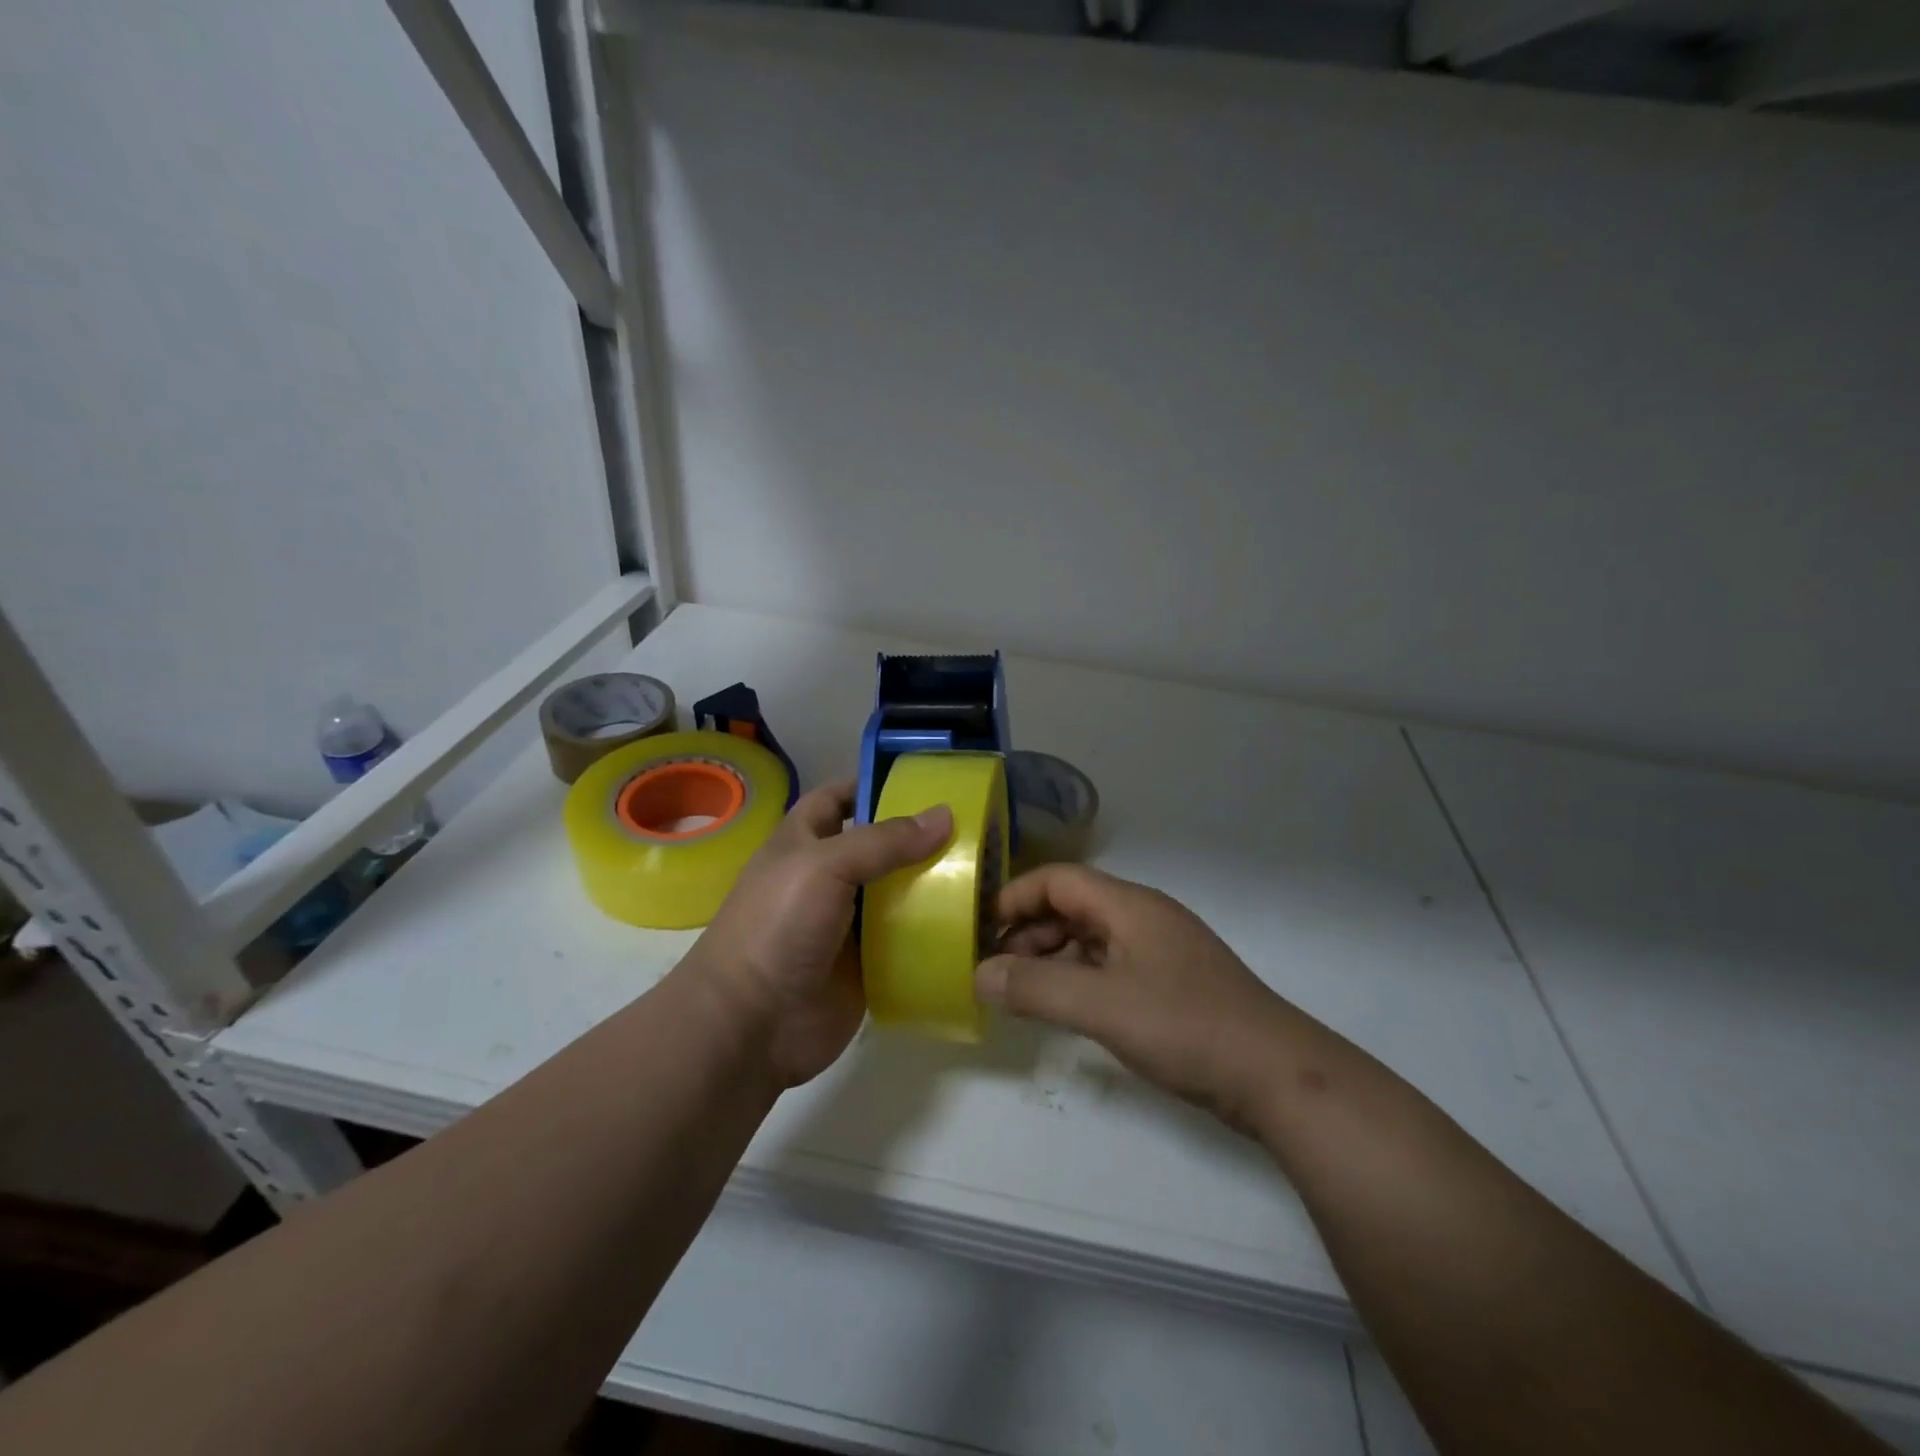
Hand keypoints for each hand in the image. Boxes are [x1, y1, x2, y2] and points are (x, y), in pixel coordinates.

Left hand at [687, 779, 951, 1087]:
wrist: (751, 1025)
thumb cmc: (777, 926)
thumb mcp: (825, 866)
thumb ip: (884, 841)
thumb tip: (945, 815)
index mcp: (805, 842)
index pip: (839, 798)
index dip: (873, 784)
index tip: (927, 780)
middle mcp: (828, 878)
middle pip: (881, 847)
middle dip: (921, 837)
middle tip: (976, 827)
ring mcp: (849, 924)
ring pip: (900, 893)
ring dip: (936, 884)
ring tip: (989, 871)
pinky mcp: (869, 964)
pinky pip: (908, 940)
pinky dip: (936, 931)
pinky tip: (975, 922)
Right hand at [977, 864, 1312, 1132]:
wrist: (1275, 1076)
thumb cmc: (1185, 1026)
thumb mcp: (1102, 1006)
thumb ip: (1037, 988)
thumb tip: (978, 975)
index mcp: (1128, 905)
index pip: (1058, 880)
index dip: (1015, 898)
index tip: (980, 930)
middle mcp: (1143, 917)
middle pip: (1071, 907)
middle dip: (1028, 932)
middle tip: (994, 970)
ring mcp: (1159, 951)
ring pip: (1089, 938)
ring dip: (1051, 957)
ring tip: (1020, 992)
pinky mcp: (1169, 984)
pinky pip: (1108, 966)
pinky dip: (1077, 979)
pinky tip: (1063, 1008)